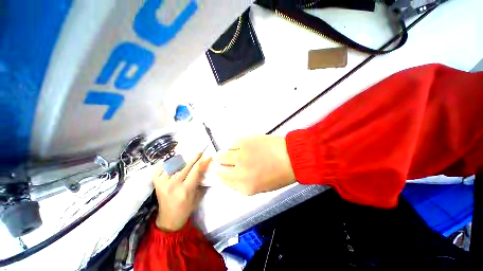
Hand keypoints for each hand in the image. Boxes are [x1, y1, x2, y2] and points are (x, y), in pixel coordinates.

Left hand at [153, 152, 209, 230]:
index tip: (208, 157)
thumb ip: (199, 181)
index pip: (196, 171)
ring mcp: (163, 183)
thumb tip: (203, 167)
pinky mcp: (156, 183)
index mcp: (186, 189)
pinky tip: (173, 162)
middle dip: (195, 158)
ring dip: (182, 160)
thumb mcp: (197, 195)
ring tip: (187, 158)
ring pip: (174, 165)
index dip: (202, 162)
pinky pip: (161, 168)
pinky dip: (167, 164)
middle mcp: (174, 185)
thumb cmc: (186, 208)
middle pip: (186, 166)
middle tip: (200, 153)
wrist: (169, 219)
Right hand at [214, 135, 295, 194]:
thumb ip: (241, 184)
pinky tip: (242, 146)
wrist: (292, 156)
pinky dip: (233, 146)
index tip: (221, 171)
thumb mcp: (260, 187)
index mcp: (245, 187)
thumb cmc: (279, 174)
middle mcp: (239, 173)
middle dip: (219, 166)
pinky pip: (230, 144)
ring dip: (224, 155)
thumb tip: (229, 176)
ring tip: (234, 153)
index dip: (220, 176)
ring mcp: (240, 156)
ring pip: (220, 155)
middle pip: (217, 169)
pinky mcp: (244, 142)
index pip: (222, 182)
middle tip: (225, 162)